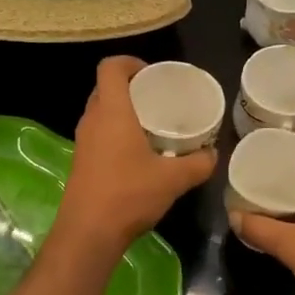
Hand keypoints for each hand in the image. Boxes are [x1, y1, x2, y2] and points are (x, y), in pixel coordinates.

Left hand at [56, 56, 217, 259]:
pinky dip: (116, 133)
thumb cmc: (129, 195)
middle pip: (105, 88)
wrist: (88, 232)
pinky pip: (98, 134)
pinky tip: (138, 153)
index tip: (152, 73)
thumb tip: (213, 154)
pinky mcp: (81, 162)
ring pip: (100, 112)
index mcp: (111, 111)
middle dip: (130, 87)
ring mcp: (82, 142)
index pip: (110, 67)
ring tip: (151, 124)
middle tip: (157, 98)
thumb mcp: (174, 179)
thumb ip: (198, 164)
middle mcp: (92, 120)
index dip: (129, 62)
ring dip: (122, 112)